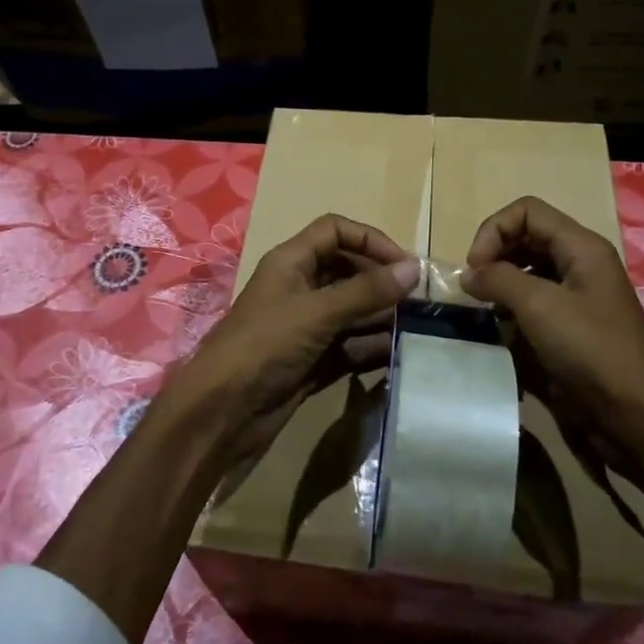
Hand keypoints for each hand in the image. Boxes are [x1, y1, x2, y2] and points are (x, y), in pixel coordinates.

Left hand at [170, 214, 419, 468]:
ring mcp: (307, 327)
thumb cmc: (265, 346)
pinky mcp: (313, 361)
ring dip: (382, 317)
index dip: (370, 240)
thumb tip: (414, 268)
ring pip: (353, 311)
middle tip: (420, 301)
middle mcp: (300, 288)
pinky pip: (351, 345)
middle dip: (382, 282)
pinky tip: (400, 354)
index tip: (404, 265)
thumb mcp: (317, 312)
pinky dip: (373, 348)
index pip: (335, 231)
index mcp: (291, 262)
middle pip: (348, 271)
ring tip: (419, 328)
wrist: (223, 412)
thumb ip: (366, 291)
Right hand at [460, 196, 643, 501]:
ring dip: (499, 287)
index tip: (474, 268)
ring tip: (483, 312)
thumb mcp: (540, 306)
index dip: (493, 231)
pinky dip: (510, 313)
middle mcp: (578, 265)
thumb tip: (468, 275)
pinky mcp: (568, 330)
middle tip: (473, 290)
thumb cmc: (593, 352)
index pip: (526, 211)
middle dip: (493, 258)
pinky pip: (530, 307)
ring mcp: (574, 299)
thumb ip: (498, 279)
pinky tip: (501, 334)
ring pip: (525, 273)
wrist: (638, 419)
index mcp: (580, 247)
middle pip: (524, 239)